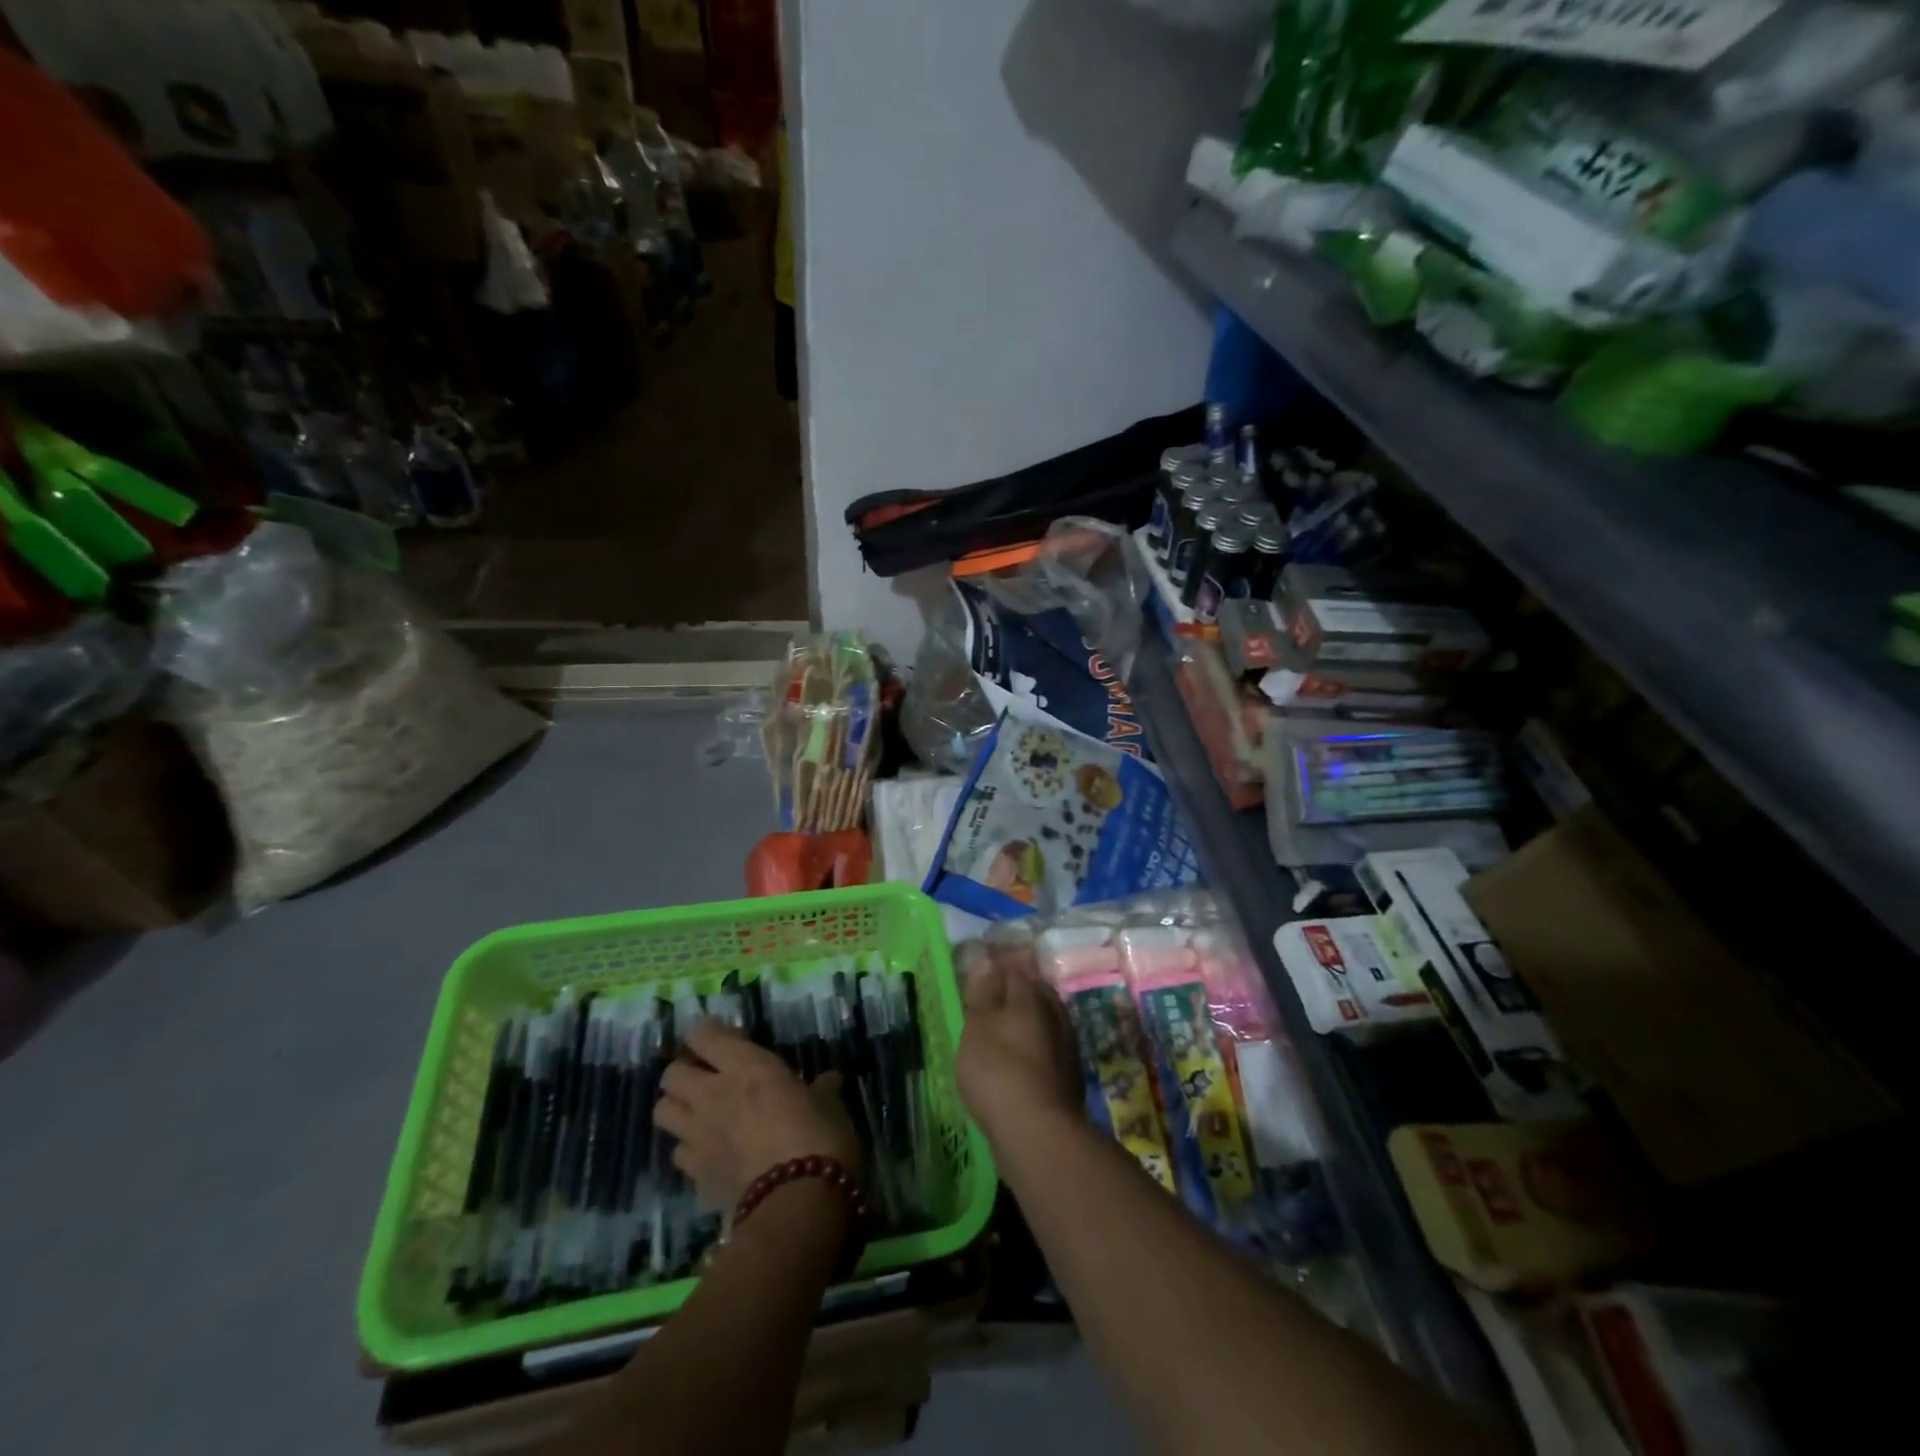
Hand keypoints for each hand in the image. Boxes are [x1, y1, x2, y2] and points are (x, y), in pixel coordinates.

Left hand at [655, 1019, 861, 1210]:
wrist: (798, 1202)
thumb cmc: (819, 1136)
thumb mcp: (828, 1104)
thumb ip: (820, 1089)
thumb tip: (829, 1081)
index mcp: (746, 1066)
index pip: (703, 1034)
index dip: (708, 1034)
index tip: (724, 1040)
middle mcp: (713, 1095)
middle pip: (671, 1074)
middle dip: (684, 1073)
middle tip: (708, 1079)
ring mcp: (699, 1137)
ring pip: (662, 1112)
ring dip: (678, 1110)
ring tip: (700, 1115)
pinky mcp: (696, 1176)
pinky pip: (680, 1156)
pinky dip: (692, 1153)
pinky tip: (712, 1156)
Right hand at [956, 942, 1083, 1143]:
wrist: (1037, 1132)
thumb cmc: (998, 1070)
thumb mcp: (977, 1028)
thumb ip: (982, 995)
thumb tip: (988, 963)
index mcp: (1032, 996)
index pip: (1017, 970)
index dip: (999, 970)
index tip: (983, 976)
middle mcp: (1056, 1014)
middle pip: (1036, 994)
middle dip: (1018, 994)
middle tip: (993, 1003)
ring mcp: (1067, 1047)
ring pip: (1045, 1023)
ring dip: (1027, 1024)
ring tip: (1003, 1034)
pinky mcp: (1069, 1078)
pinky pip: (1048, 1051)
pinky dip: (1033, 1051)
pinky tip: (1019, 1064)